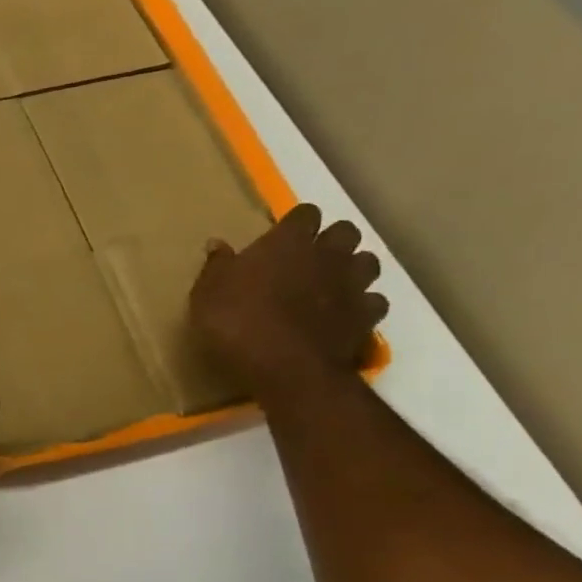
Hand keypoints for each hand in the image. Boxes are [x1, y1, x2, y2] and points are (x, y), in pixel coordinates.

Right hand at [191, 204, 387, 397]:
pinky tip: (344, 314)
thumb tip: (217, 244)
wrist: (286, 367)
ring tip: (331, 283)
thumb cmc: (238, 322)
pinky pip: (373, 301)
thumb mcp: (207, 294)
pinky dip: (362, 304)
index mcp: (288, 242)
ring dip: (352, 268)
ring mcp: (352, 285)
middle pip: (345, 231)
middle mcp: (327, 255)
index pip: (304, 213)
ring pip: (367, 262)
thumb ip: (216, 266)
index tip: (281, 235)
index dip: (295, 222)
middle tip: (308, 257)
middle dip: (331, 239)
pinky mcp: (367, 316)